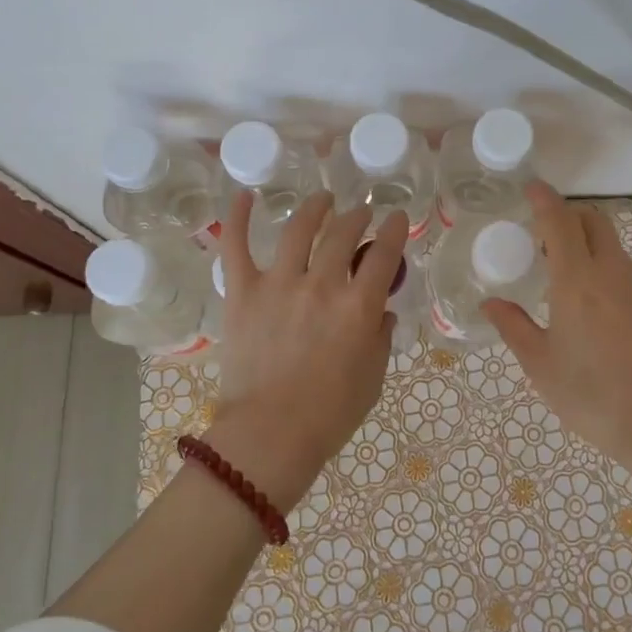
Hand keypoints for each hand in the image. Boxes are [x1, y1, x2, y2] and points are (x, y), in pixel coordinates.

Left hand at [204, 190, 407, 511]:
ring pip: (298, 229)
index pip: (384, 254)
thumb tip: (383, 312)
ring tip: (323, 199)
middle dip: (358, 216)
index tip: (396, 218)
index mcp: (359, 306)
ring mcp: (279, 284)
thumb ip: (381, 337)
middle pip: (344, 234)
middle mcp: (322, 284)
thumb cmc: (330, 414)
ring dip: (315, 207)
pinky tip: (244, 196)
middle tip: (361, 212)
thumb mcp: (373, 376)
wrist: (271, 435)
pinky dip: (237, 217)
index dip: (393, 230)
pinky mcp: (242, 292)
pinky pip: (235, 246)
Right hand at [484, 182, 631, 498]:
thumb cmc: (595, 398)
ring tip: (560, 271)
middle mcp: (611, 274)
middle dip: (567, 214)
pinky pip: (623, 269)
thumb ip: (515, 328)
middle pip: (593, 221)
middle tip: (541, 235)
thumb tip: (490, 303)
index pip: (560, 221)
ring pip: (611, 244)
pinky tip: (589, 302)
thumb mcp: (542, 367)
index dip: (544, 199)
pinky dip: (602, 266)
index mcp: (577, 282)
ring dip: (585, 241)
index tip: (530, 188)